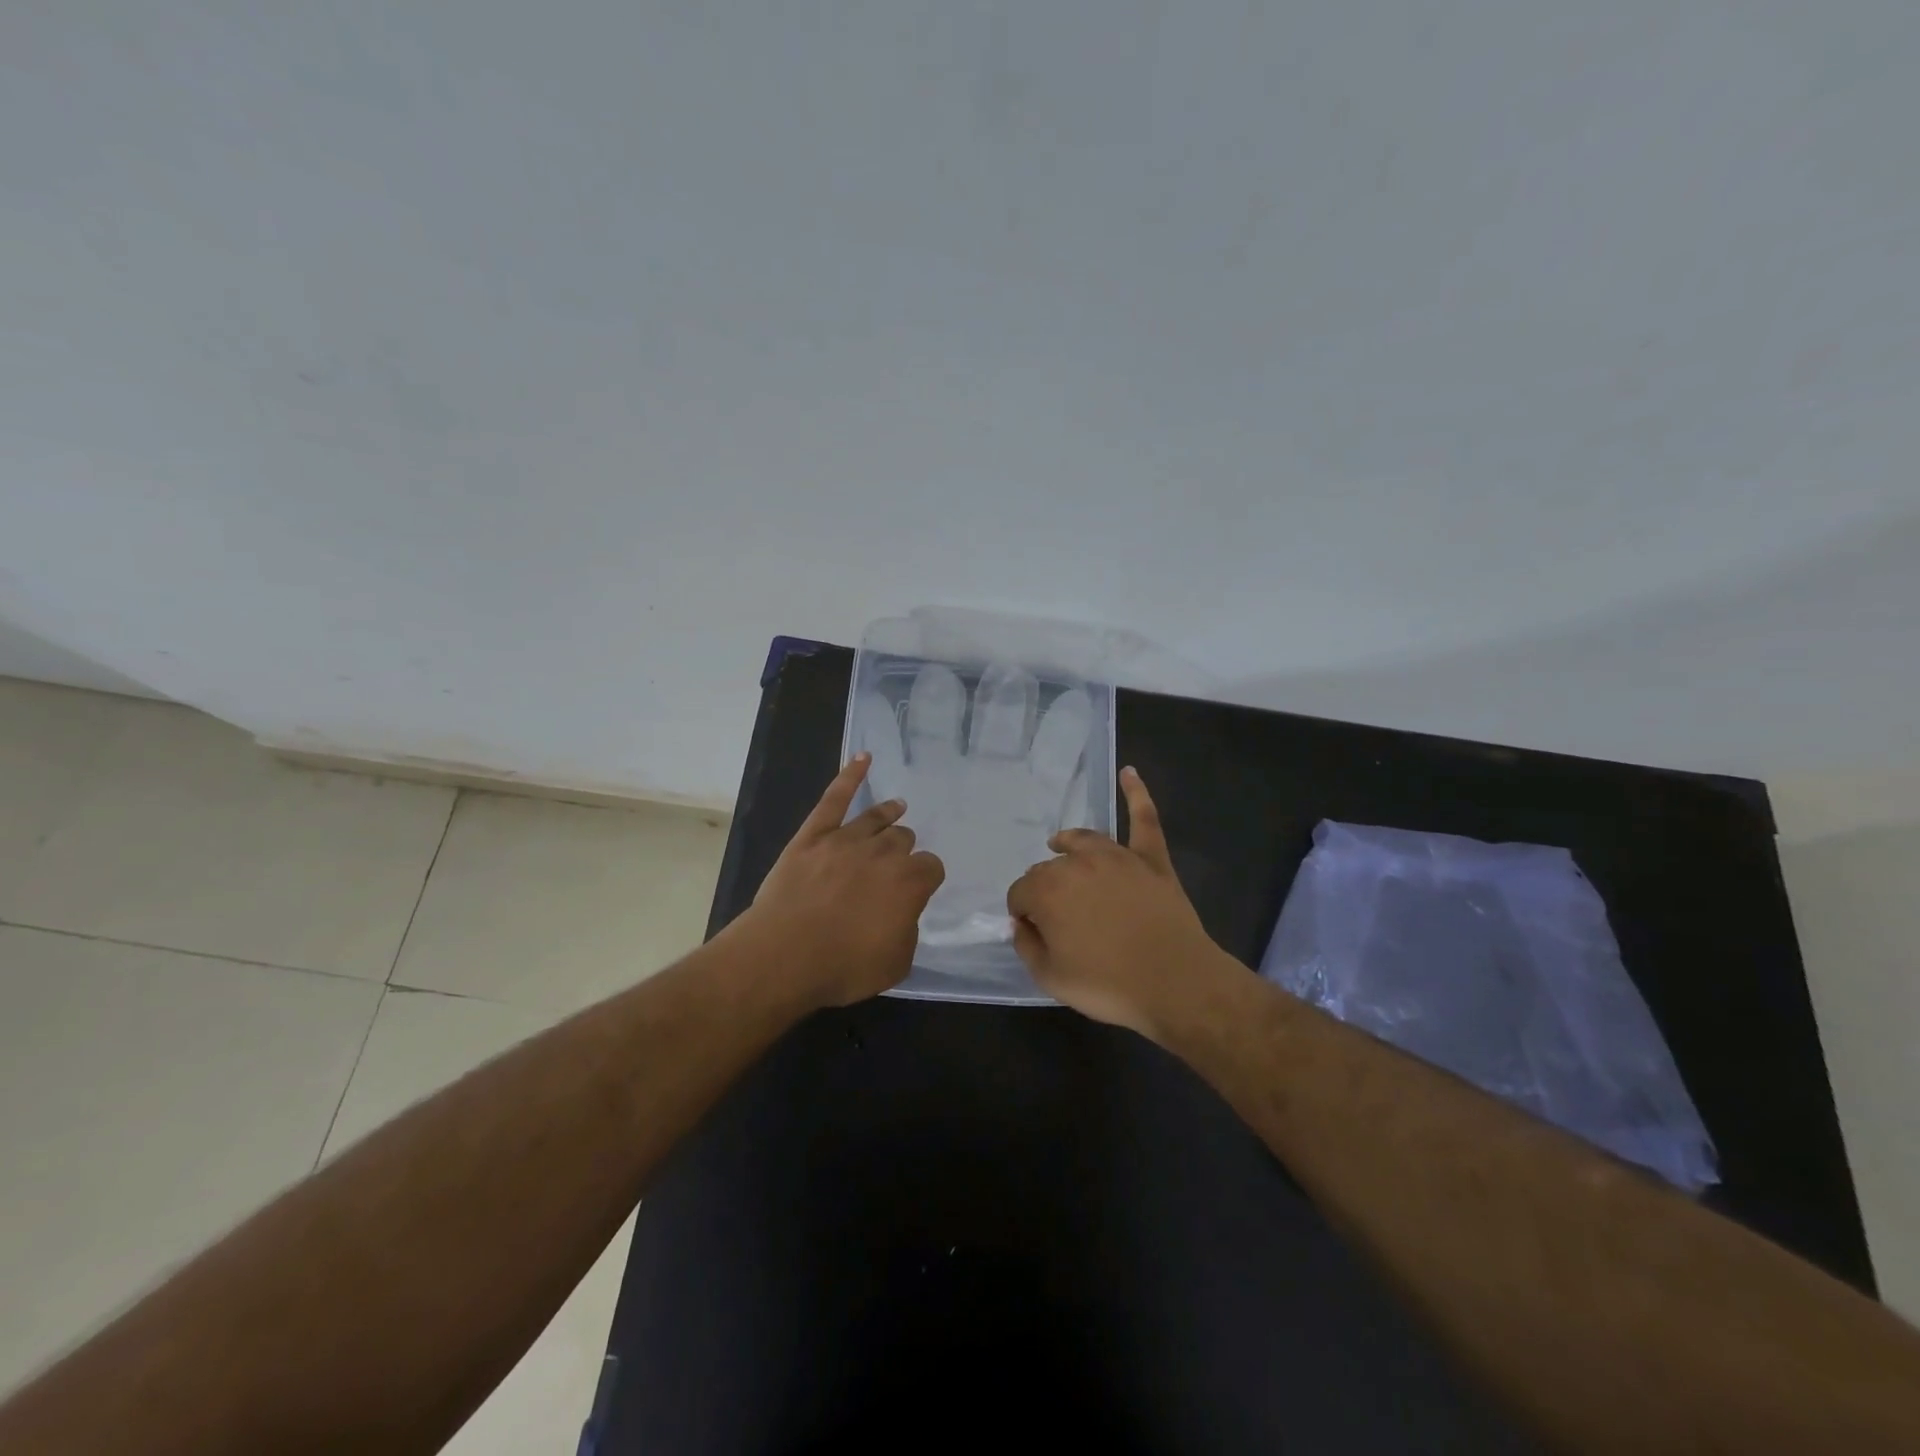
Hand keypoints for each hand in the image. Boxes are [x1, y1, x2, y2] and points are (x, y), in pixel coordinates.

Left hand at [743, 753, 945, 1008]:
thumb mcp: (895, 963)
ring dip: (889, 814)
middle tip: (896, 863)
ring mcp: (845, 839)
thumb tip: (901, 913)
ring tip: (897, 807)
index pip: (931, 867)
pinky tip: (863, 758)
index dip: (926, 878)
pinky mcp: (813, 836)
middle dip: (903, 849)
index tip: (919, 888)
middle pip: (903, 839)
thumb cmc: (843, 966)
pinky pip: (834, 799)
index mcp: (909, 882)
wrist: (784, 955)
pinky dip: (850, 776)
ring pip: (876, 819)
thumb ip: (907, 930)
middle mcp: (883, 853)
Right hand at [1006, 767, 1226, 1038]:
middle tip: (1059, 919)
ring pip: (1083, 841)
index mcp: (1047, 890)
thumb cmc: (1108, 985)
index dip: (1023, 914)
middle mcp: (1077, 863)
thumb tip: (1022, 923)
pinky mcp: (1151, 859)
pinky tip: (1129, 772)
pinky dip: (1136, 794)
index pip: (1020, 893)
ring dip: (1068, 845)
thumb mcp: (1050, 978)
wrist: (1175, 984)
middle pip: (1049, 868)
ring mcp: (1117, 856)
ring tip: (1060, 845)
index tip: (1034, 933)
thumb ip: (1026, 945)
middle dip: (1046, 888)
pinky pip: (1144, 819)